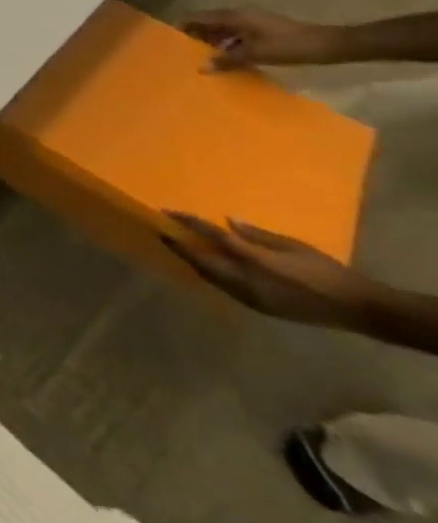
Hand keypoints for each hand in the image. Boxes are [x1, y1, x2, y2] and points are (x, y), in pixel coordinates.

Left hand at [161, 214, 377, 327]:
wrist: (362, 310)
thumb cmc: (327, 271)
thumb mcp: (293, 246)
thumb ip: (257, 235)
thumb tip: (227, 221)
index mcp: (256, 263)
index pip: (213, 238)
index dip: (188, 224)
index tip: (166, 212)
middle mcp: (247, 282)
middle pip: (202, 261)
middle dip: (178, 246)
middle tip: (161, 230)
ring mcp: (250, 298)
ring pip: (209, 276)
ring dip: (191, 260)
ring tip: (176, 243)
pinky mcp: (257, 308)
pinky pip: (223, 287)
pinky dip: (209, 272)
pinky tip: (204, 263)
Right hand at [182, 7, 342, 70]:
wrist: (332, 45)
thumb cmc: (290, 46)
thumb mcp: (256, 54)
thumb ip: (227, 60)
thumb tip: (201, 68)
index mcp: (233, 17)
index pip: (196, 17)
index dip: (181, 26)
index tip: (168, 39)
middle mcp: (239, 16)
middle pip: (207, 23)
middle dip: (195, 36)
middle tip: (184, 52)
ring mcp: (252, 22)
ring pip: (221, 30)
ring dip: (211, 42)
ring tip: (202, 58)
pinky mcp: (262, 31)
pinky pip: (235, 35)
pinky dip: (227, 45)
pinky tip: (227, 59)